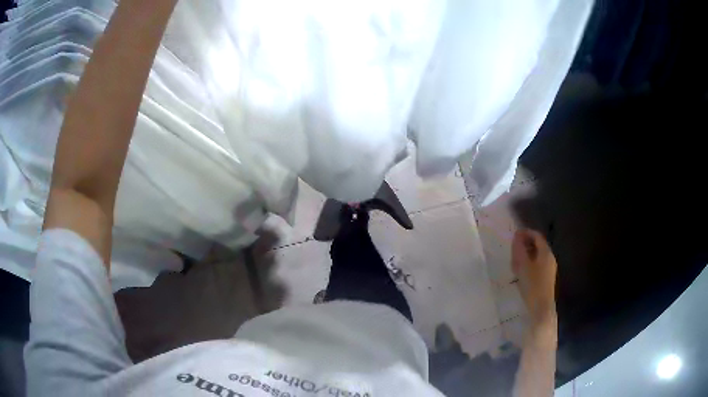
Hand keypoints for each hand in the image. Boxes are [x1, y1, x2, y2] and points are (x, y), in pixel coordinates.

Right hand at [511, 229, 557, 324]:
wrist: (541, 307)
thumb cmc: (532, 285)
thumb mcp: (523, 265)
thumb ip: (519, 249)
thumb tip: (517, 235)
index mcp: (546, 252)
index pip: (537, 236)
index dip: (526, 233)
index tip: (514, 234)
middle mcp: (550, 258)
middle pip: (537, 245)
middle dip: (525, 244)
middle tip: (513, 249)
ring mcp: (549, 268)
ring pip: (537, 256)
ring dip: (526, 255)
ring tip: (514, 261)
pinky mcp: (546, 278)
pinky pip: (537, 265)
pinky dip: (528, 263)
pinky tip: (521, 272)